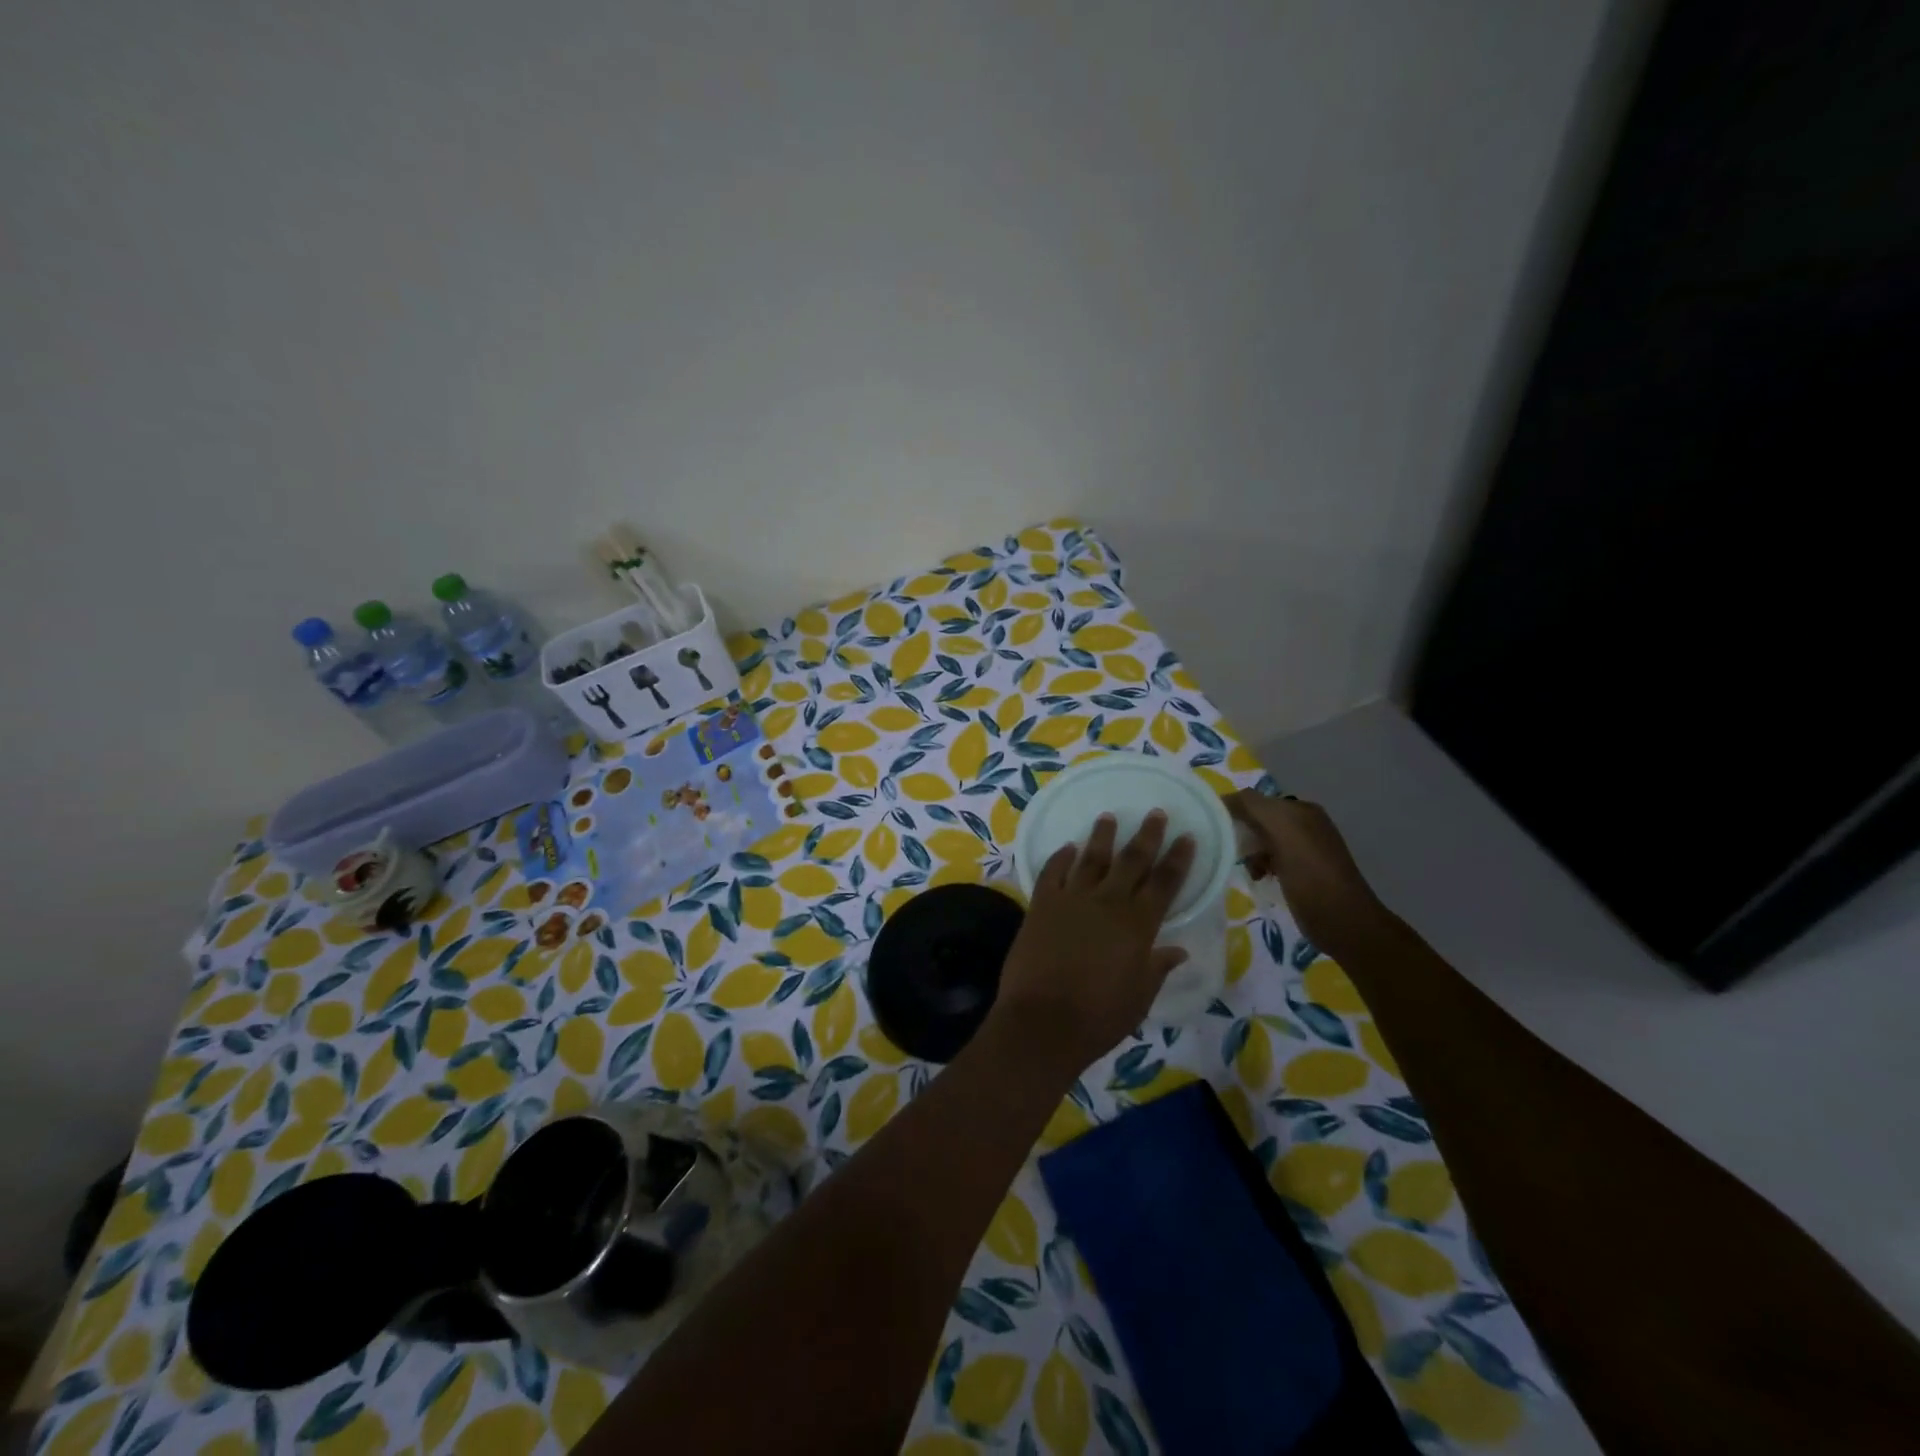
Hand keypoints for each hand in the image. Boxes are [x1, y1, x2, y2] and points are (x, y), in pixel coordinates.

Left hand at [990, 811, 1194, 1075]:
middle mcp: (1108, 903)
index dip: (1178, 858)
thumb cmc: (1099, 1017)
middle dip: (1147, 836)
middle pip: (1132, 860)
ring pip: (1091, 858)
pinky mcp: (1041, 904)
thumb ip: (1157, 968)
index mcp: (1138, 925)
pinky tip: (1067, 847)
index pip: (1165, 883)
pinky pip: (1052, 871)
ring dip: (1102, 836)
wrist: (1043, 1021)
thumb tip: (1177, 951)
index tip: (1186, 837)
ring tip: (1109, 816)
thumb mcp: (1139, 997)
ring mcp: (1071, 899)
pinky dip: (1060, 857)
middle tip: (1156, 813)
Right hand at [1225, 792, 1385, 950]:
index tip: (1214, 829)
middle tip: (1229, 851)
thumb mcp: (1282, 830)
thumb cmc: (1311, 874)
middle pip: (1259, 821)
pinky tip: (1258, 877)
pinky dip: (1260, 866)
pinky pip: (1271, 860)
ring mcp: (1305, 850)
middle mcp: (1305, 825)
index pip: (1257, 800)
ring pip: (1263, 842)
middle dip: (1242, 834)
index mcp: (1302, 810)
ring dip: (1250, 852)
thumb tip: (1224, 798)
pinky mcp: (1301, 873)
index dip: (1235, 810)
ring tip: (1246, 868)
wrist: (1342, 921)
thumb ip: (1253, 806)